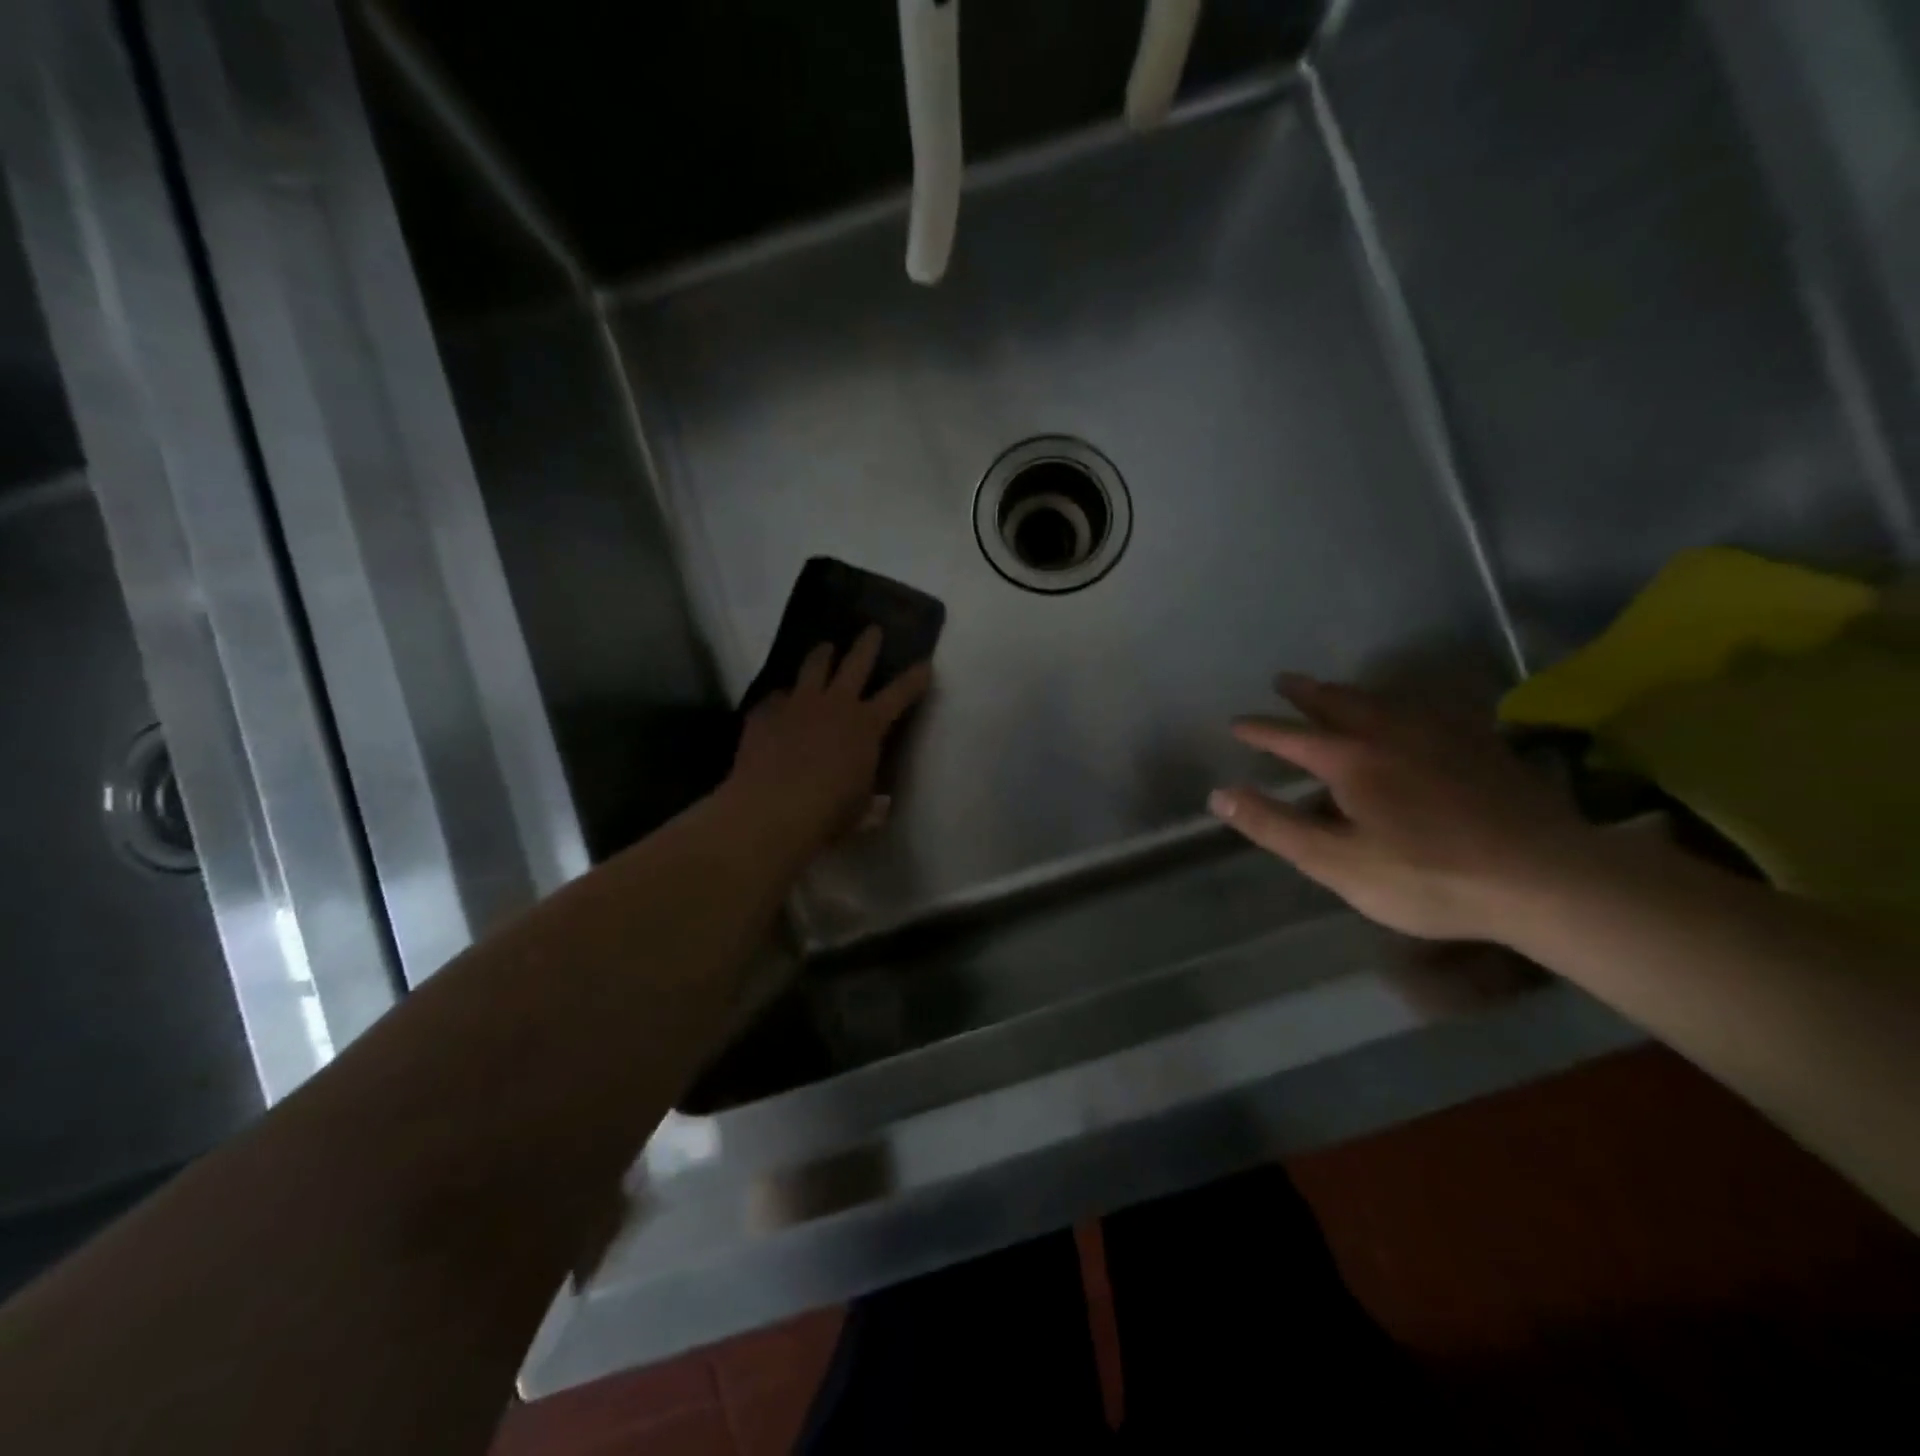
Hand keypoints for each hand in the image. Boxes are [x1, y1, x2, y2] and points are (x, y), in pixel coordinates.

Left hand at [725, 627, 932, 858]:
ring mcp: (797, 704)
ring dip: (823, 655)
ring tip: (825, 649)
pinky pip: (777, 696)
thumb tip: (879, 806)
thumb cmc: (827, 814)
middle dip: (868, 644)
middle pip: (856, 662)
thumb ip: (870, 801)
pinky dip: (783, 698)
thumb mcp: (860, 811)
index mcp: (866, 726)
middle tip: (873, 630)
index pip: (900, 694)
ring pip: (814, 666)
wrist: (769, 811)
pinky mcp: (765, 712)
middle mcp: (835, 704)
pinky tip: (780, 704)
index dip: (915, 678)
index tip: (925, 664)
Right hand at [1208, 674, 1597, 941]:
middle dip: (1306, 693)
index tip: (1236, 722)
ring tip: (1338, 690)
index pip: (1290, 737)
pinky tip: (1417, 711)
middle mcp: (1391, 734)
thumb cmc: (1428, 877)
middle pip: (1339, 703)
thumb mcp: (1337, 863)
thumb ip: (1275, 827)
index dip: (1259, 730)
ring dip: (1352, 692)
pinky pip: (1434, 710)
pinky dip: (1409, 704)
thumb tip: (1219, 795)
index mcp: (1351, 760)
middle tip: (1284, 680)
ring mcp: (1442, 735)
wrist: (1546, 878)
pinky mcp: (1482, 746)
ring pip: (1385, 701)